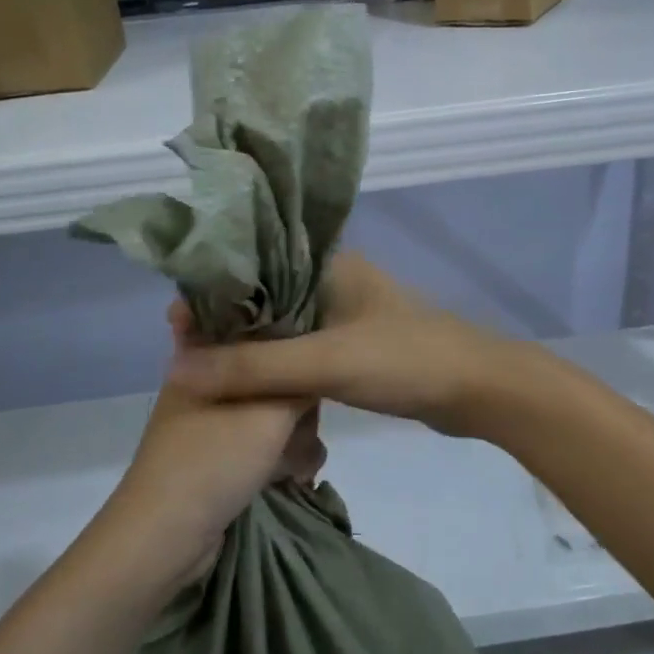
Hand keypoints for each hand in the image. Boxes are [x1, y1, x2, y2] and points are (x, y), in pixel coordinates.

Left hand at [99, 310, 324, 585]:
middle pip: (268, 372)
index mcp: (204, 356)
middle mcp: (205, 382)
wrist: (164, 538)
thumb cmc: (214, 461)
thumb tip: (317, 365)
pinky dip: (279, 457)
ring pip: (268, 411)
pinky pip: (259, 442)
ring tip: (303, 460)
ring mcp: (210, 422)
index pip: (251, 322)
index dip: (287, 331)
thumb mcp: (271, 413)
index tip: (319, 346)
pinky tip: (295, 476)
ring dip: (292, 435)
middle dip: (296, 400)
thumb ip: (300, 381)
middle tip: (309, 419)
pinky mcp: (218, 456)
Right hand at [169, 253, 510, 437]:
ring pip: (283, 326)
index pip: (253, 264)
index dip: (213, 290)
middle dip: (228, 323)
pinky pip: (303, 349)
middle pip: (264, 297)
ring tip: (205, 368)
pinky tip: (251, 384)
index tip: (175, 321)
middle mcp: (332, 280)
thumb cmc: (404, 361)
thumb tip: (177, 370)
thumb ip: (253, 368)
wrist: (478, 390)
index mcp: (326, 263)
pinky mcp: (355, 346)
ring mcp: (345, 313)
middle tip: (181, 351)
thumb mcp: (324, 363)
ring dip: (252, 346)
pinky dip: (277, 364)